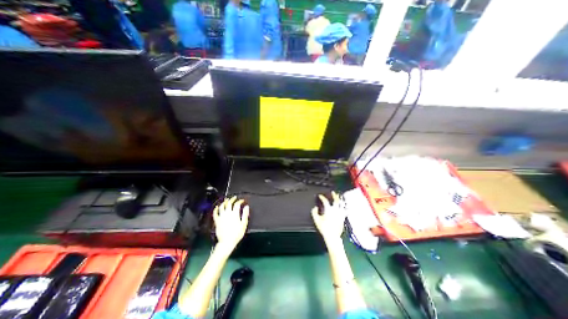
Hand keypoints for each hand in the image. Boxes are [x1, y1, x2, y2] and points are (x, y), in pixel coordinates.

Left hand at [213, 197, 248, 250]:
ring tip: (226, 200)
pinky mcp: (217, 221)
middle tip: (234, 198)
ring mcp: (221, 216)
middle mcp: (227, 213)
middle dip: (232, 199)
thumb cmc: (237, 233)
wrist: (227, 242)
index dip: (240, 201)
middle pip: (229, 203)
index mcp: (234, 214)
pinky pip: (215, 213)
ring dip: (224, 202)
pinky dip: (216, 209)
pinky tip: (217, 207)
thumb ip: (245, 214)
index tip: (242, 201)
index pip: (237, 204)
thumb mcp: (244, 224)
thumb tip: (246, 206)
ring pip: (222, 206)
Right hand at [311, 191, 345, 241]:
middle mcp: (335, 210)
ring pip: (341, 204)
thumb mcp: (316, 220)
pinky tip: (344, 206)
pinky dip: (344, 207)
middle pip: (336, 200)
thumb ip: (314, 212)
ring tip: (339, 197)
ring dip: (340, 200)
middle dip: (334, 195)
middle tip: (333, 192)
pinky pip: (345, 210)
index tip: (320, 196)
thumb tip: (315, 208)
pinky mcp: (343, 217)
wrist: (332, 236)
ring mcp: (340, 214)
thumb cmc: (324, 228)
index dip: (322, 197)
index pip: (325, 201)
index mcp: (328, 210)